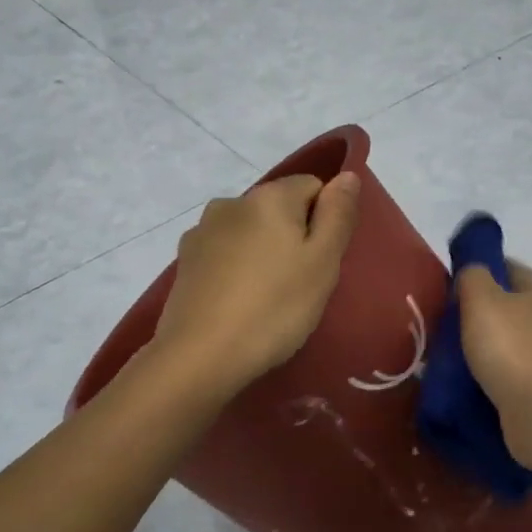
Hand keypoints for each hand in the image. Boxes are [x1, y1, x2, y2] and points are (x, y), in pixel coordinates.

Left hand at [151, 172, 362, 395]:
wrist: (200, 355)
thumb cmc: (274, 308)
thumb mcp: (322, 262)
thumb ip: (338, 214)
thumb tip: (346, 176)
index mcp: (269, 196)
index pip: (312, 187)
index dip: (325, 222)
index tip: (321, 262)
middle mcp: (231, 202)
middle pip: (278, 209)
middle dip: (293, 238)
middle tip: (299, 285)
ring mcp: (201, 232)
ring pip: (249, 232)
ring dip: (262, 253)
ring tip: (266, 298)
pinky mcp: (184, 262)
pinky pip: (224, 254)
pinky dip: (236, 270)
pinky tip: (237, 303)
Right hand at [457, 261, 531, 468]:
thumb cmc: (513, 349)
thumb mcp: (481, 302)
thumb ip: (473, 279)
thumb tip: (474, 271)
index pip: (518, 271)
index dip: (493, 270)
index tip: (467, 284)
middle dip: (526, 313)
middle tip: (487, 328)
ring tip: (503, 364)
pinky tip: (510, 393)